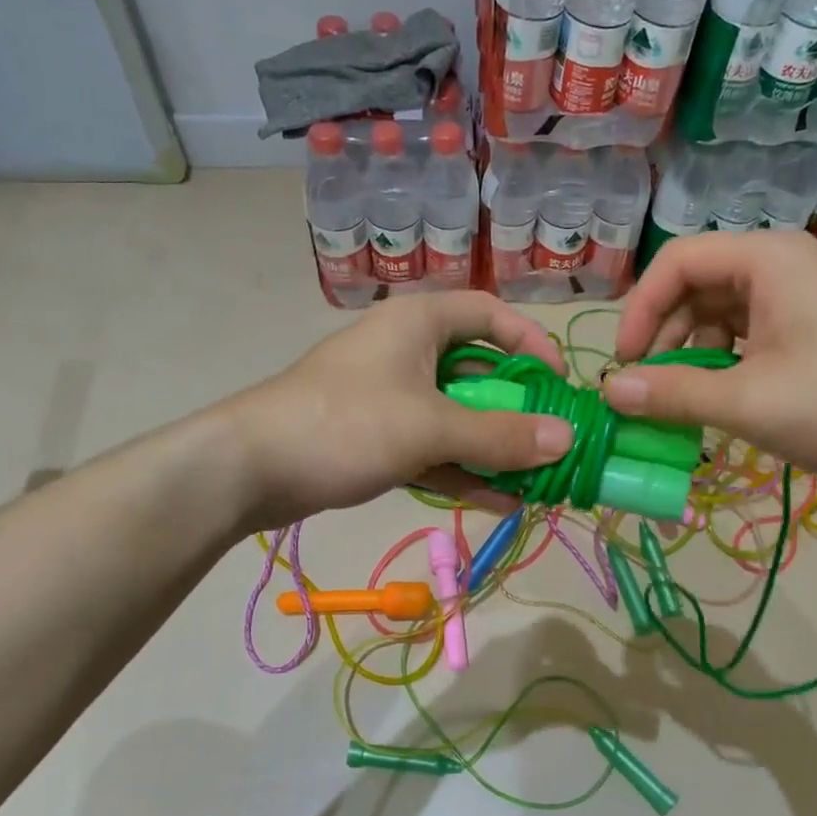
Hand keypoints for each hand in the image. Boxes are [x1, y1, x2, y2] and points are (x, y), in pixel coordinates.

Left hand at [223, 292, 574, 527]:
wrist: (249, 469)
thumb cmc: (345, 425)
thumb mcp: (430, 427)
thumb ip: (500, 435)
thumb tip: (567, 439)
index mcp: (419, 324)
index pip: (490, 315)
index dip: (532, 343)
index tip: (561, 384)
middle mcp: (408, 353)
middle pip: (479, 372)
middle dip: (518, 410)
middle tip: (555, 443)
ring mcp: (391, 398)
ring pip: (458, 416)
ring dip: (495, 447)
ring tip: (538, 481)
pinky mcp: (377, 438)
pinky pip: (433, 448)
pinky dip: (464, 470)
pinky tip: (500, 500)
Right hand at [602, 231, 816, 484]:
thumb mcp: (748, 402)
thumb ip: (673, 394)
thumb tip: (609, 391)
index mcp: (767, 260)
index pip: (677, 261)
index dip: (641, 308)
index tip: (625, 362)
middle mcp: (780, 264)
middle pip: (696, 284)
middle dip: (664, 334)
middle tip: (648, 386)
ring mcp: (798, 294)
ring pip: (718, 310)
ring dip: (690, 351)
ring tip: (683, 398)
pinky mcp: (809, 324)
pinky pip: (745, 330)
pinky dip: (721, 359)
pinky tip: (718, 395)